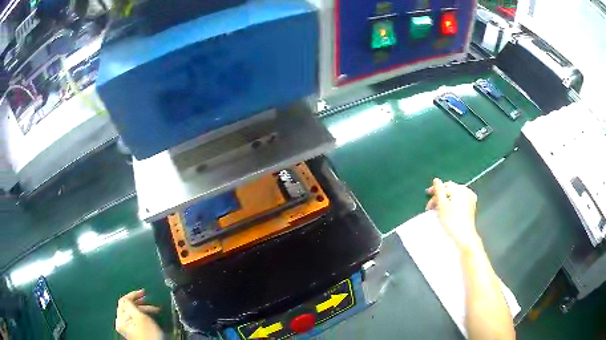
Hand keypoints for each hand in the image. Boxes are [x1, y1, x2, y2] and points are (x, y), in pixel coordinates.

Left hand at [115, 289, 161, 339]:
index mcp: (120, 319)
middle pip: (128, 306)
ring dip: (143, 309)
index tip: (144, 292)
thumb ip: (131, 305)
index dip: (133, 295)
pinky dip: (143, 315)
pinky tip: (150, 317)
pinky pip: (136, 318)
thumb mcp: (140, 317)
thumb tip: (128, 297)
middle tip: (150, 301)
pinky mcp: (133, 331)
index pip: (124, 300)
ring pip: (133, 312)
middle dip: (140, 302)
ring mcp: (127, 328)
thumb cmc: (148, 334)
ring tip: (154, 310)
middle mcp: (121, 322)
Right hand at [426, 178, 481, 251]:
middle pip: (450, 190)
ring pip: (455, 195)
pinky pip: (460, 201)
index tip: (426, 196)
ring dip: (446, 200)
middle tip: (431, 205)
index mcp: (459, 189)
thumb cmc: (451, 220)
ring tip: (438, 209)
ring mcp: (470, 199)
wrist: (464, 236)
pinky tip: (448, 211)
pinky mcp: (471, 207)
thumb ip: (438, 190)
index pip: (444, 186)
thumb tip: (436, 180)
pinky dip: (453, 203)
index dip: (435, 190)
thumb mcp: (442, 205)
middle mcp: (466, 191)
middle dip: (440, 196)